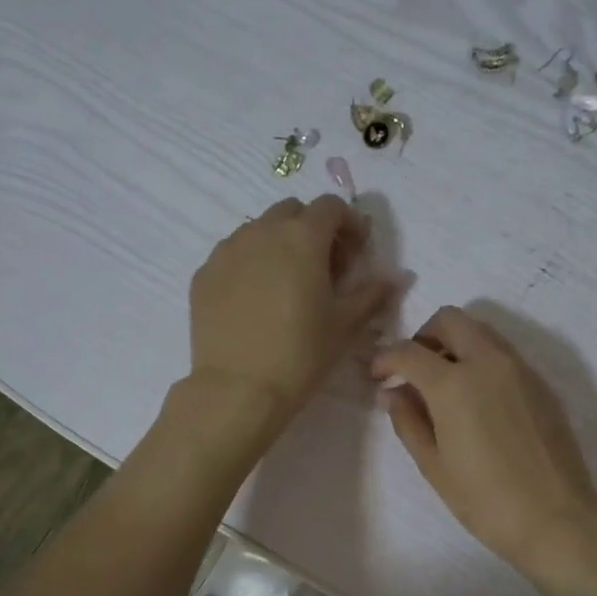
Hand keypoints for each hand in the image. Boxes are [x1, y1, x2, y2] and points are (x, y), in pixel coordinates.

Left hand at [188, 195, 393, 432]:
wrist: (238, 389)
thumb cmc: (301, 355)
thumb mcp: (345, 326)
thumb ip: (371, 294)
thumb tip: (393, 278)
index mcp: (302, 237)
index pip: (331, 206)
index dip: (349, 225)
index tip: (355, 255)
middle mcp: (261, 232)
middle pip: (292, 212)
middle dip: (312, 230)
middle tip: (323, 270)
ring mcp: (227, 251)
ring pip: (258, 230)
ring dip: (279, 245)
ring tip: (286, 286)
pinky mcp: (203, 274)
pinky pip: (232, 255)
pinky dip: (250, 265)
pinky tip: (255, 302)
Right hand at [370, 307, 596, 574]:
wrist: (556, 519)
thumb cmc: (485, 500)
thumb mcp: (434, 466)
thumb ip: (408, 421)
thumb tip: (392, 393)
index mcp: (454, 384)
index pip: (409, 351)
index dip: (385, 359)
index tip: (376, 376)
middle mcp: (489, 363)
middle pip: (450, 320)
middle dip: (423, 336)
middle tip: (412, 370)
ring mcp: (520, 370)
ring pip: (481, 331)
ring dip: (454, 344)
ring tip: (443, 385)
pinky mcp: (541, 384)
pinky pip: (503, 353)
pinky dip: (481, 359)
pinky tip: (476, 400)